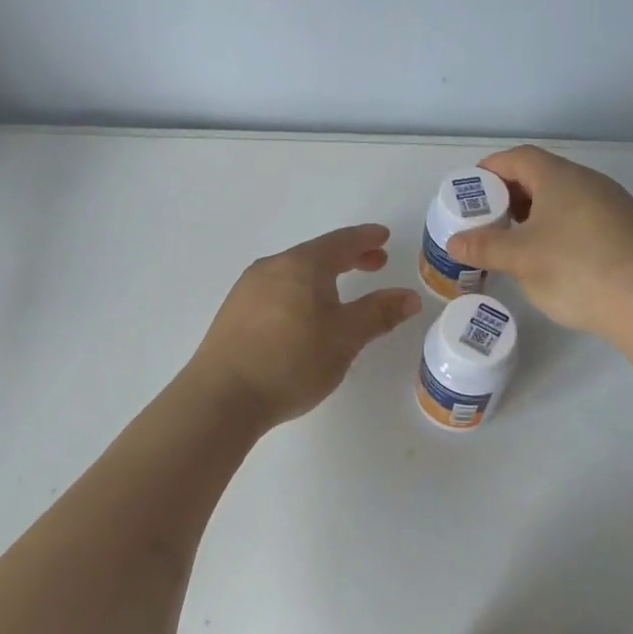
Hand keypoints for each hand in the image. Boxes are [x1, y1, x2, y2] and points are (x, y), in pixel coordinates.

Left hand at [188, 224, 421, 427]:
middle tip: (374, 263)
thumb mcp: (345, 339)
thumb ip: (378, 314)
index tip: (384, 237)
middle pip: (316, 254)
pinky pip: (276, 290)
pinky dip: (300, 292)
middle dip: (348, 257)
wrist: (222, 396)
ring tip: (341, 291)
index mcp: (302, 265)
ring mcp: (247, 289)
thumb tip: (410, 297)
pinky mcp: (233, 313)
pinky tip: (304, 315)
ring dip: (322, 276)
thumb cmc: (292, 361)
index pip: (341, 242)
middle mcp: (272, 267)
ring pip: (294, 273)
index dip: (365, 239)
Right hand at [446, 145, 632, 336]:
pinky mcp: (627, 230)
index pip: (518, 157)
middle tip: (488, 219)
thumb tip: (454, 242)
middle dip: (511, 194)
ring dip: (536, 213)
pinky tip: (553, 257)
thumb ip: (484, 246)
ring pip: (564, 198)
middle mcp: (589, 182)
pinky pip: (583, 218)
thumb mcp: (521, 259)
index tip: (471, 191)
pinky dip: (559, 228)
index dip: (491, 170)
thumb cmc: (577, 269)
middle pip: (542, 175)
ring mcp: (613, 205)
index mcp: (560, 177)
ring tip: (515, 241)